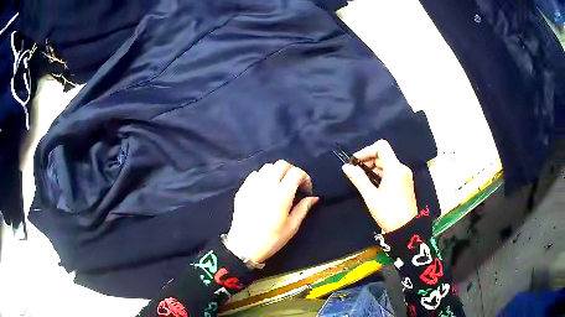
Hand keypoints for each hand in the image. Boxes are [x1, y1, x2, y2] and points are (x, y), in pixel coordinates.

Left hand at [225, 160, 318, 263]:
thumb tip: (314, 197)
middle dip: (291, 171)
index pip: (295, 173)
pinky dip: (263, 177)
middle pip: (281, 164)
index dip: (305, 177)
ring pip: (267, 167)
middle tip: (294, 184)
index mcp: (281, 196)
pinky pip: (254, 174)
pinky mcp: (242, 190)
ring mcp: (252, 187)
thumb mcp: (291, 227)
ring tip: (279, 185)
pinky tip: (264, 189)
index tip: (306, 189)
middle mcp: (266, 186)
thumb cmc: (271, 240)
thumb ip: (303, 209)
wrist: (243, 247)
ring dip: (276, 172)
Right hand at [342, 140, 417, 232]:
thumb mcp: (371, 197)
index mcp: (395, 169)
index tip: (355, 162)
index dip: (367, 151)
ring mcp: (404, 176)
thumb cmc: (388, 213)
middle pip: (383, 155)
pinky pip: (390, 172)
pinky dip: (379, 174)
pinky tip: (372, 185)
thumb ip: (359, 179)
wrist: (406, 229)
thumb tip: (346, 167)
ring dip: (373, 168)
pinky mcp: (404, 183)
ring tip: (362, 181)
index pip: (381, 147)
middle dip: (368, 161)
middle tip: (356, 173)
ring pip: (386, 164)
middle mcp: (401, 168)